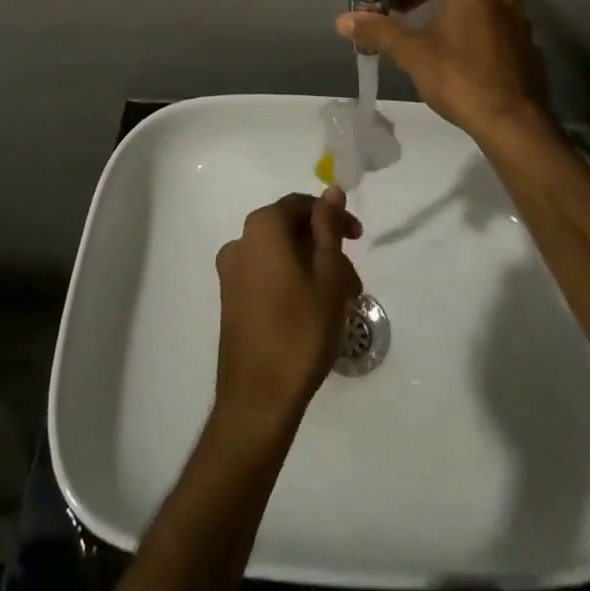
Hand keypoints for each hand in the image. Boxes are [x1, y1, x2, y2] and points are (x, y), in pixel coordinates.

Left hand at [213, 190, 362, 429]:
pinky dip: (293, 283)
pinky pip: (267, 276)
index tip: (358, 238)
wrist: (258, 400)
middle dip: (326, 249)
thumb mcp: (327, 274)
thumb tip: (331, 190)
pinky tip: (315, 312)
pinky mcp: (231, 300)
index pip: (302, 205)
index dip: (333, 217)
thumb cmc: (300, 330)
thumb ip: (328, 228)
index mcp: (262, 227)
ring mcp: (231, 273)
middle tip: (353, 281)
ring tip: (340, 304)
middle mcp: (241, 241)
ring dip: (313, 270)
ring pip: (282, 256)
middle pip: (291, 231)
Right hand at [335, 0, 549, 141]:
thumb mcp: (412, 53)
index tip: (382, 5)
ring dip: (446, 10)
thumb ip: (379, 31)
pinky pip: (491, 22)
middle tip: (399, 16)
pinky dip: (470, 27)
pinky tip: (457, 54)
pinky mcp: (526, 38)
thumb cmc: (460, 77)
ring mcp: (517, 13)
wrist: (514, 122)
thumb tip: (342, 19)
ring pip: (473, 1)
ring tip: (425, 35)